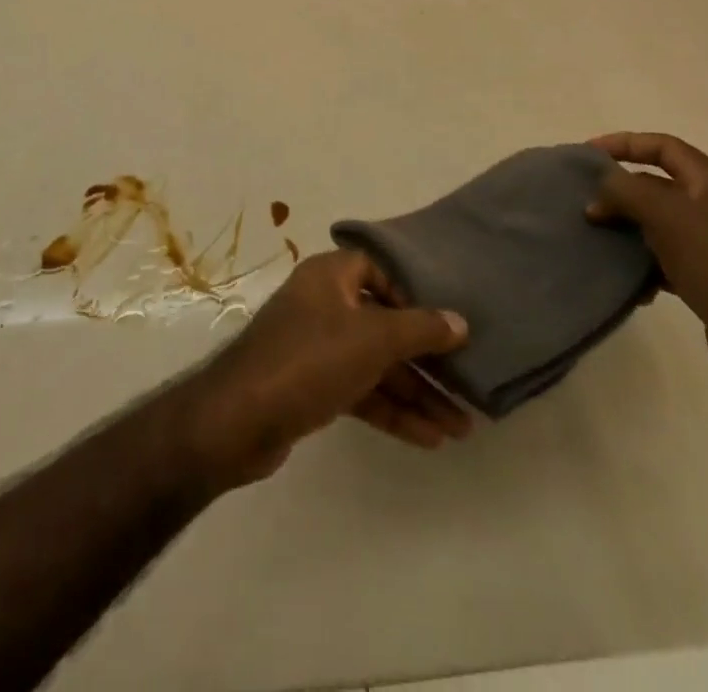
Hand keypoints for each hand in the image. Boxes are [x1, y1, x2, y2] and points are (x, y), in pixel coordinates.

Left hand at [178, 250, 470, 489]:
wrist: (241, 418)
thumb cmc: (310, 358)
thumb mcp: (372, 339)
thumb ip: (419, 329)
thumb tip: (460, 322)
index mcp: (328, 277)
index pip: (374, 268)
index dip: (407, 291)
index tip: (436, 320)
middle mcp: (321, 304)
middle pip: (382, 324)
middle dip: (424, 359)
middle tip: (466, 387)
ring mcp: (314, 348)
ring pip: (374, 364)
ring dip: (415, 392)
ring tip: (461, 427)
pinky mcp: (311, 387)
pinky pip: (360, 390)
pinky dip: (391, 410)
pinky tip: (429, 438)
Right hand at [588, 133, 707, 402]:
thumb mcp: (667, 216)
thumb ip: (626, 192)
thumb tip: (599, 190)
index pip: (663, 146)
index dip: (625, 143)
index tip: (588, 153)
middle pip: (657, 185)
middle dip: (619, 191)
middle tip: (585, 204)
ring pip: (657, 225)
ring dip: (626, 230)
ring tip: (596, 240)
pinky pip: (665, 261)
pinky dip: (643, 266)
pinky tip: (628, 282)